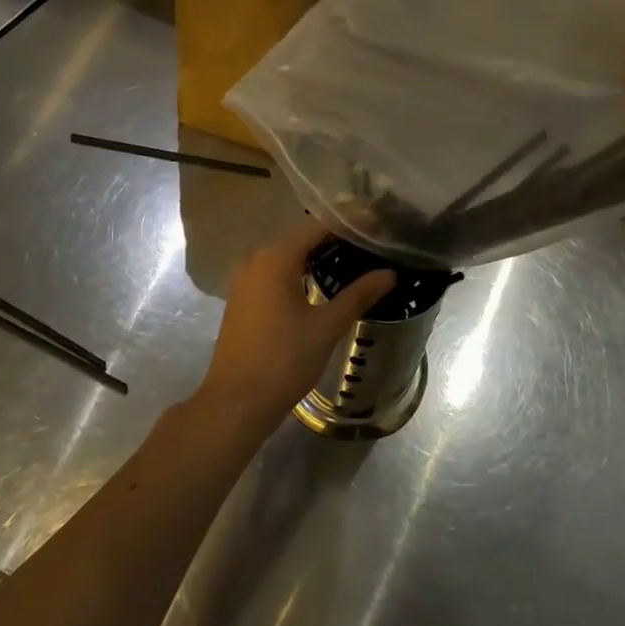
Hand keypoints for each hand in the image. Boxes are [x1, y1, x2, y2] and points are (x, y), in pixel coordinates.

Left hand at [194, 218, 394, 425]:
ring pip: (289, 256)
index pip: (318, 225)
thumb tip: (389, 273)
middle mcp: (257, 259)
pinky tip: (324, 284)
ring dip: (319, 256)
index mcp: (277, 257)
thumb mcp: (326, 327)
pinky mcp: (243, 299)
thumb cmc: (283, 360)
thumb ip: (358, 295)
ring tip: (356, 260)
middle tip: (372, 242)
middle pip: (302, 237)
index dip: (349, 222)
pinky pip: (277, 273)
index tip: (377, 223)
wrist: (235, 403)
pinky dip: (301, 272)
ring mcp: (246, 279)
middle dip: (336, 238)